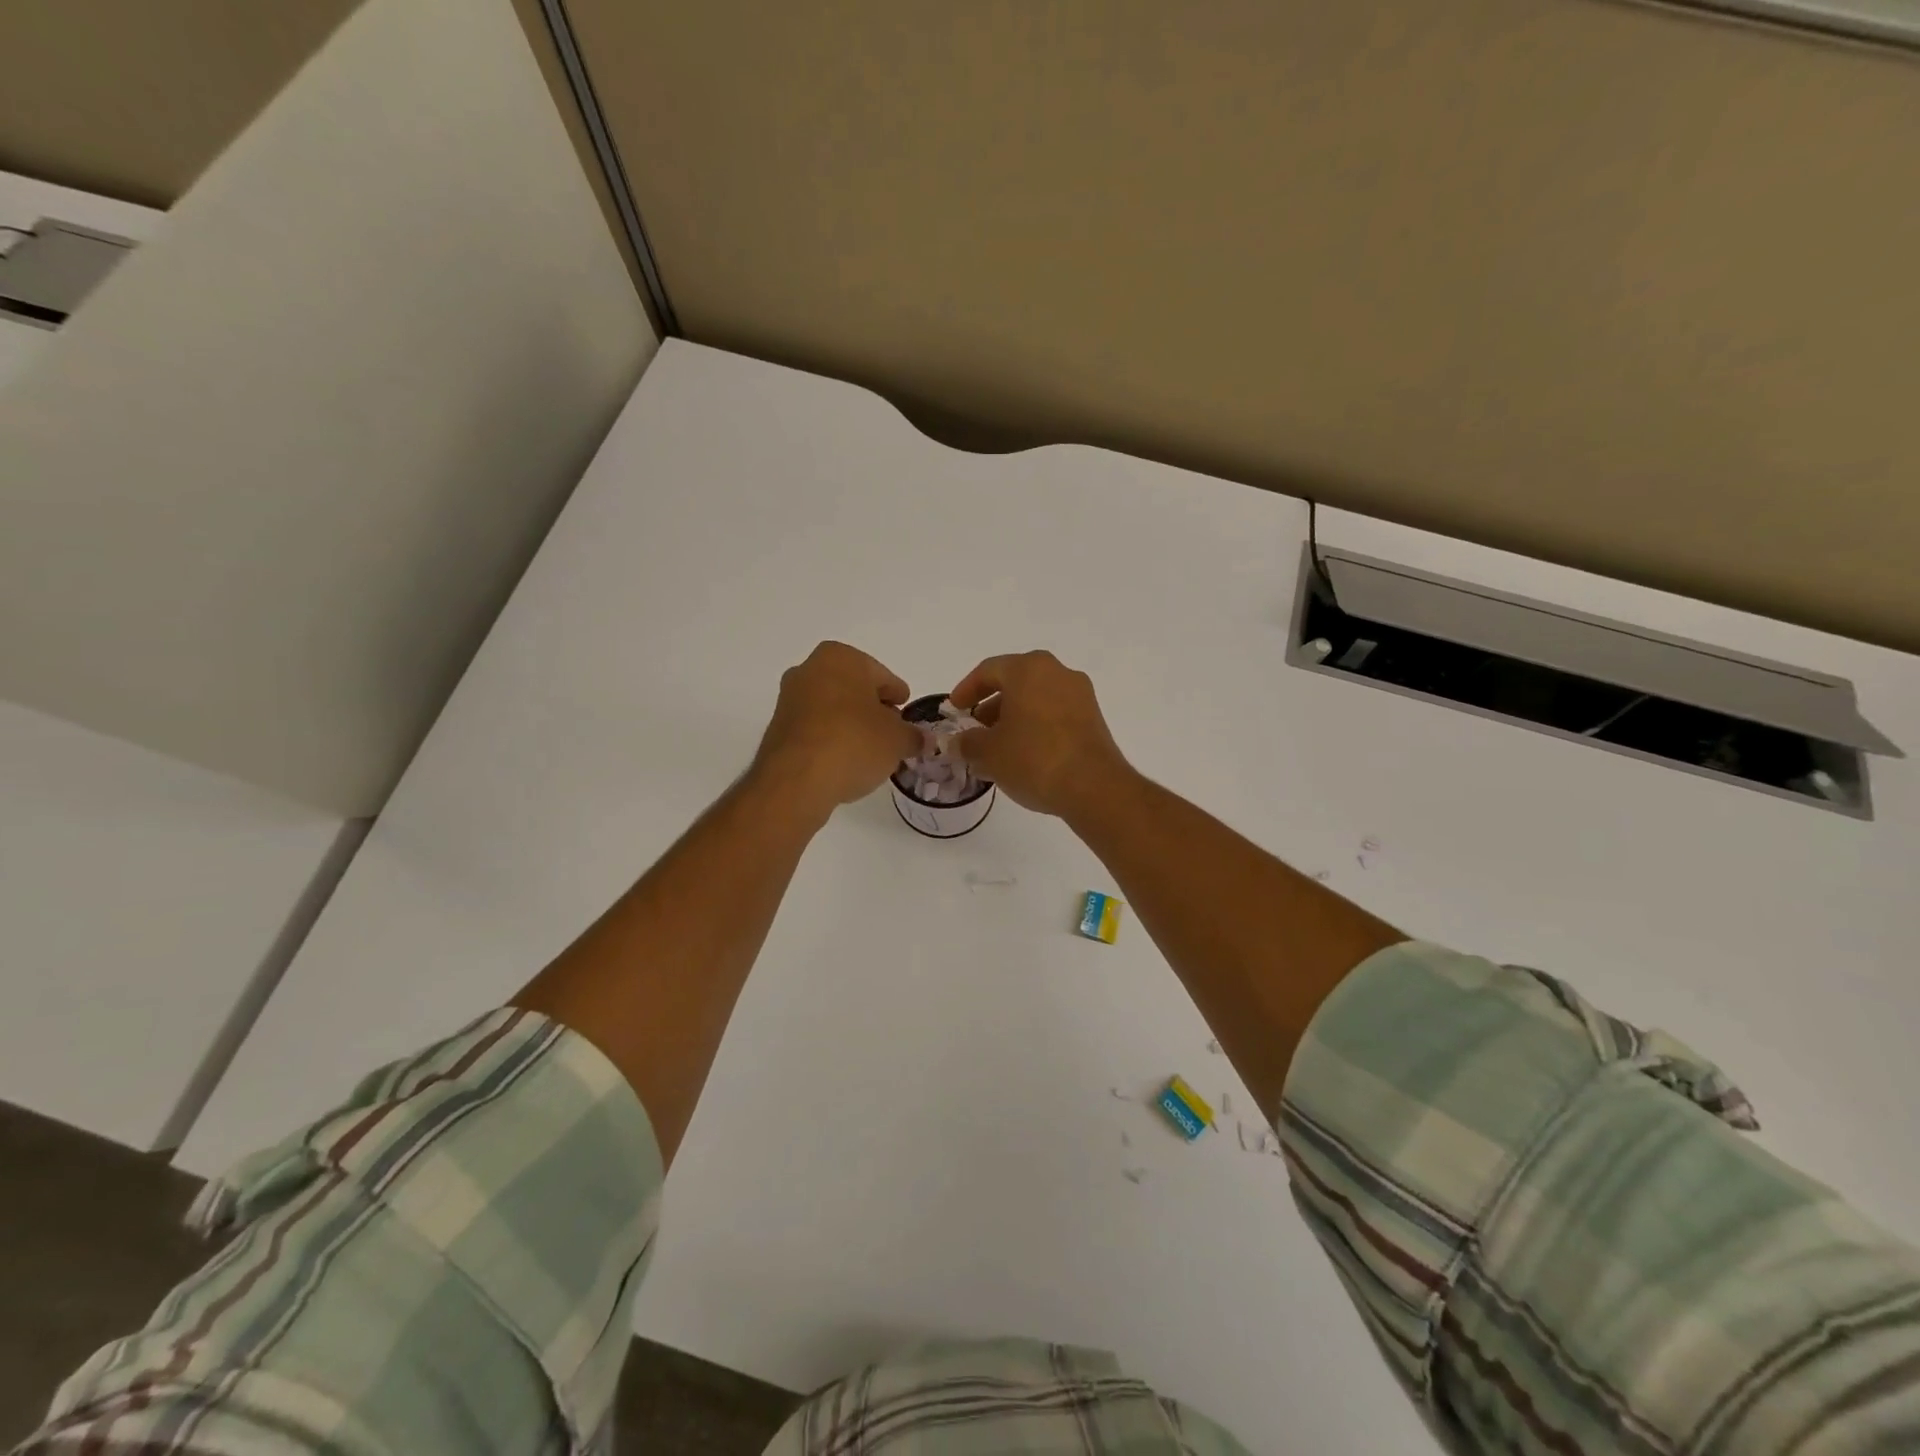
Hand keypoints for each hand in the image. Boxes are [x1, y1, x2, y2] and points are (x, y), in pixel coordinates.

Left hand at [753, 642, 921, 819]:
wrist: (797, 779)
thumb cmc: (854, 743)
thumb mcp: (897, 740)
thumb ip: (914, 736)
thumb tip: (923, 740)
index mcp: (841, 658)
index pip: (881, 675)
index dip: (897, 695)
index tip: (906, 711)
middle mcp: (809, 669)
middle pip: (854, 688)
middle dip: (872, 708)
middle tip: (891, 731)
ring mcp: (789, 698)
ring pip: (832, 707)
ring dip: (850, 723)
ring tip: (869, 750)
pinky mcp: (778, 727)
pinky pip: (815, 728)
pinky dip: (831, 738)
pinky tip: (844, 760)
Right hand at [949, 651, 1130, 817]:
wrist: (1094, 787)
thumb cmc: (1033, 759)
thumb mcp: (988, 753)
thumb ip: (967, 743)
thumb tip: (956, 743)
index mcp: (1028, 669)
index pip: (988, 670)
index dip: (966, 690)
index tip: (954, 709)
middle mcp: (1057, 672)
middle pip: (1015, 682)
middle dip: (991, 705)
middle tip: (975, 729)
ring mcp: (1080, 695)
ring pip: (1036, 698)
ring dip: (1013, 717)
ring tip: (997, 747)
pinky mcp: (1093, 718)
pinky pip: (1055, 713)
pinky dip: (1035, 726)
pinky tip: (1024, 754)